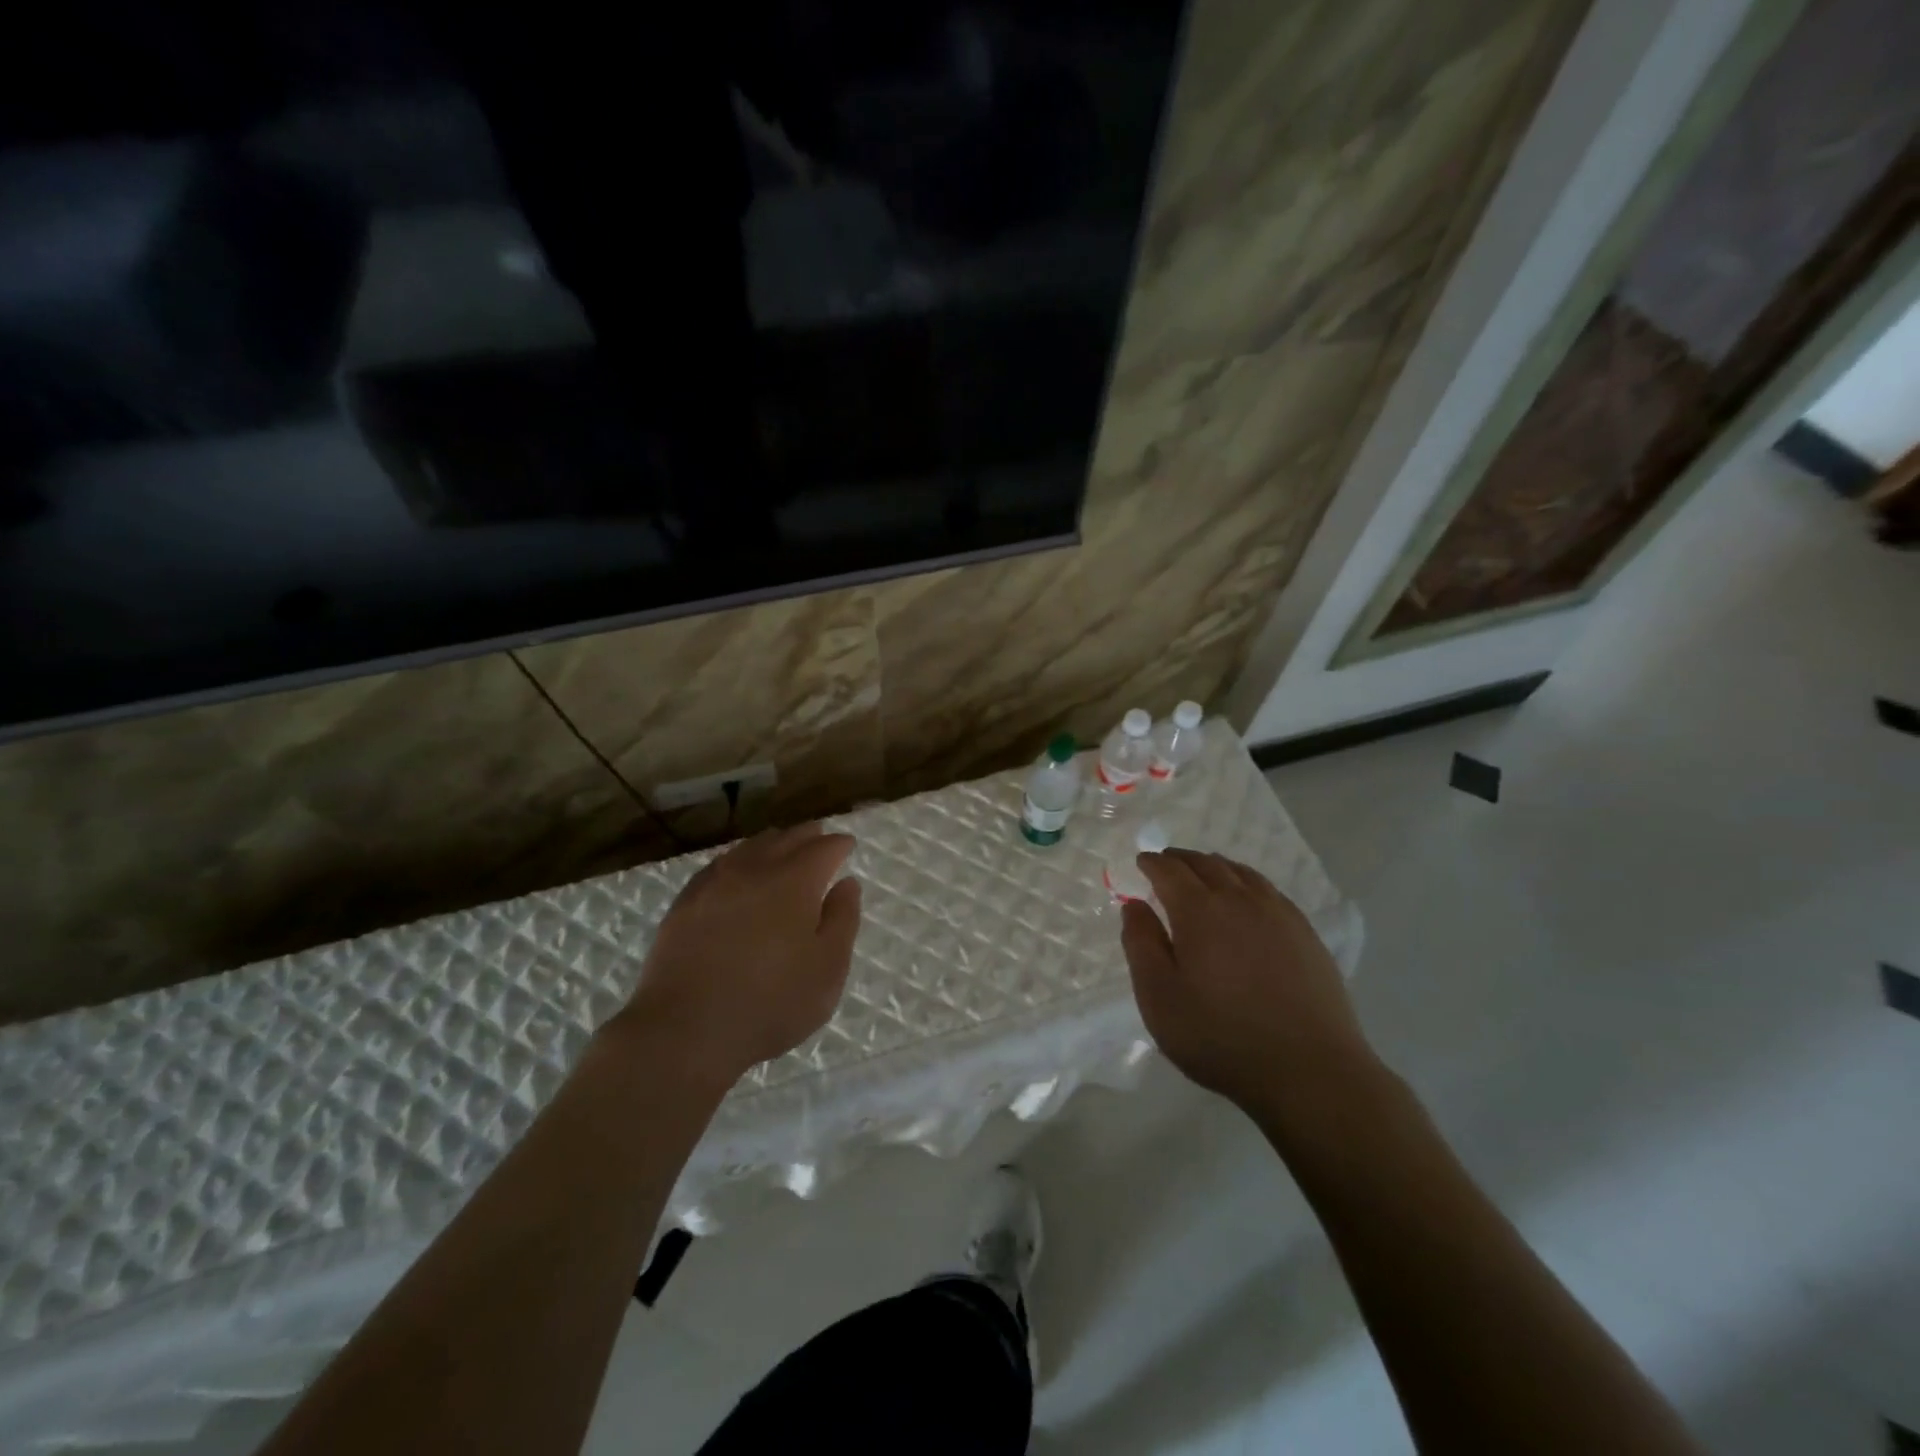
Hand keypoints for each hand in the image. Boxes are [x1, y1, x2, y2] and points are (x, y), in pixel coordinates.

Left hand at [615, 825, 861, 1088]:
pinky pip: (719, 865)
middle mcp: (754, 870)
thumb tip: (847, 883)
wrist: (684, 1030)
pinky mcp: (685, 902)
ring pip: (749, 847)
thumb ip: (842, 920)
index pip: (823, 848)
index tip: (848, 846)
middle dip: (808, 836)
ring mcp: (714, 883)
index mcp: (794, 881)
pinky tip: (737, 871)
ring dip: (772, 843)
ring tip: (782, 847)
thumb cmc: (770, 1004)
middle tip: (820, 838)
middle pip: (786, 839)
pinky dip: (738, 860)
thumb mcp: (827, 969)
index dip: (839, 844)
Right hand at [1119, 849, 1374, 1113]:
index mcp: (1199, 911)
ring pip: (1241, 873)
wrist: (1309, 1070)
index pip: (1170, 870)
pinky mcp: (1305, 933)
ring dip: (1215, 867)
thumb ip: (1141, 945)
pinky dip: (1246, 882)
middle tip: (1166, 863)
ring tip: (1203, 874)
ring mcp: (1278, 914)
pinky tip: (1247, 900)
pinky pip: (1268, 890)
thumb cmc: (1220, 1036)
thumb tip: (1134, 904)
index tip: (1141, 862)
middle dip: (1181, 859)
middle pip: (1206, 864)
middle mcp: (1239, 899)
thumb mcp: (1159, 998)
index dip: (1152, 863)